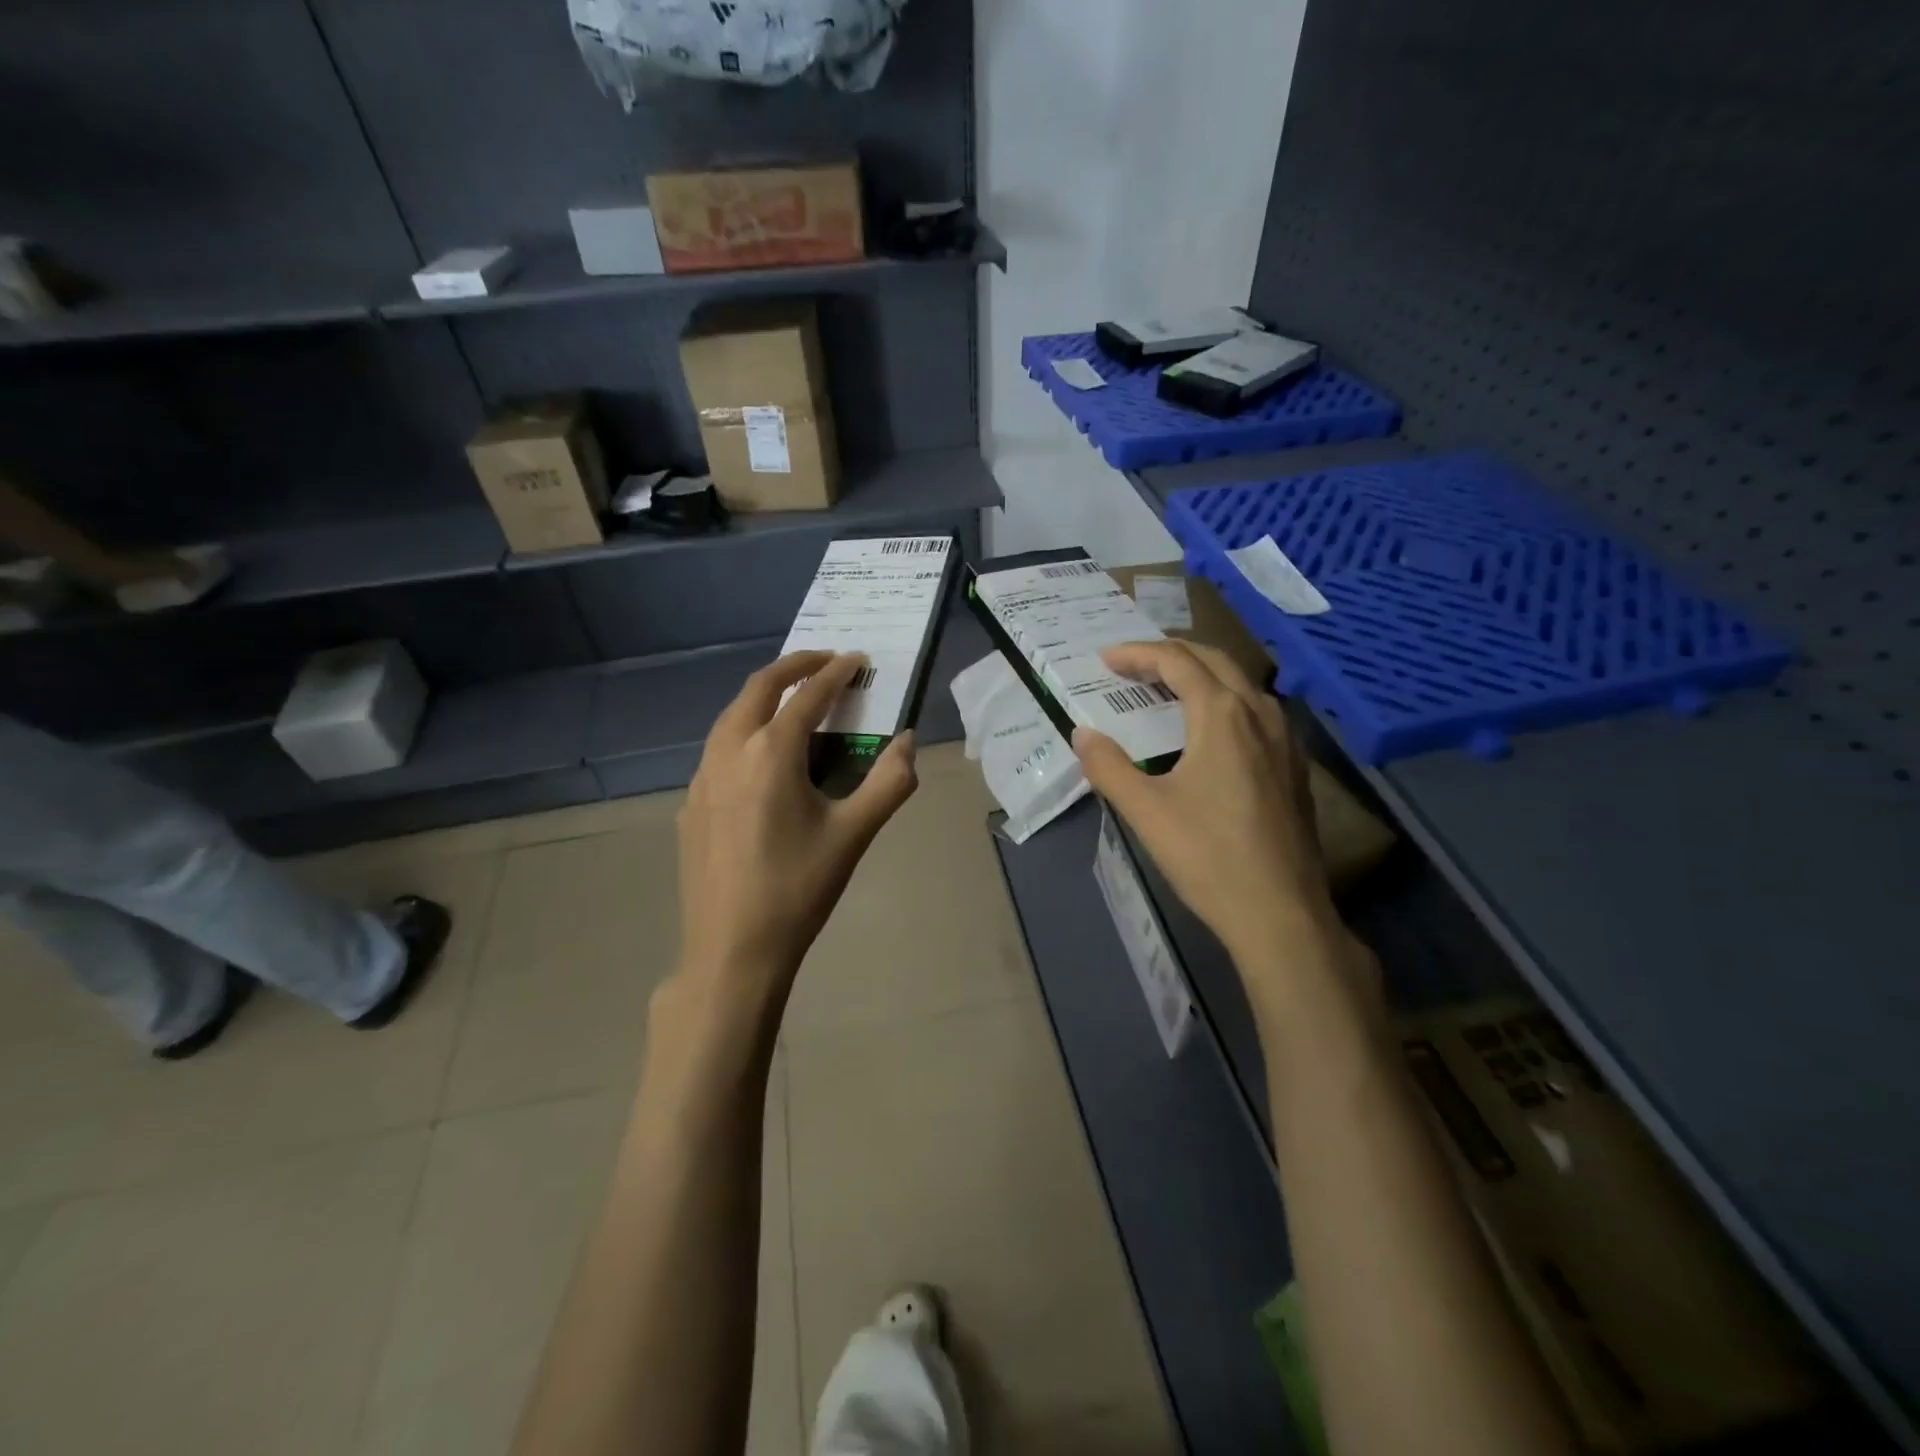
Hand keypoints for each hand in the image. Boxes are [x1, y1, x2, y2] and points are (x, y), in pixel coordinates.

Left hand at [677, 651, 918, 995]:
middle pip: (758, 688)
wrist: (732, 950)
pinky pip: (718, 748)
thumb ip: (889, 782)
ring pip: (732, 716)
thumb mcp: (854, 834)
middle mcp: (729, 752)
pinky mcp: (691, 804)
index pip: (808, 695)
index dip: (836, 672)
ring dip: (765, 696)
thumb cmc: (799, 889)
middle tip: (826, 661)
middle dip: (794, 666)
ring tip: (796, 699)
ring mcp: (701, 778)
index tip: (857, 658)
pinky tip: (762, 758)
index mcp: (770, 753)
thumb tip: (908, 741)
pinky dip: (745, 730)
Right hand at [1072, 640, 1336, 969]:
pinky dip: (1225, 701)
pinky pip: (1256, 711)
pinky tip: (1210, 731)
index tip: (1106, 659)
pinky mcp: (1294, 767)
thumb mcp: (1145, 811)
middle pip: (1214, 660)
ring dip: (1201, 674)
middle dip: (1171, 653)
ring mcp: (1284, 740)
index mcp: (1222, 715)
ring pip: (1241, 684)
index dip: (1138, 654)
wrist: (1280, 912)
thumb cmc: (1207, 856)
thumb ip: (1108, 766)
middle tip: (1133, 663)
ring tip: (1167, 688)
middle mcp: (1259, 714)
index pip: (1177, 661)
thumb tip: (1082, 735)